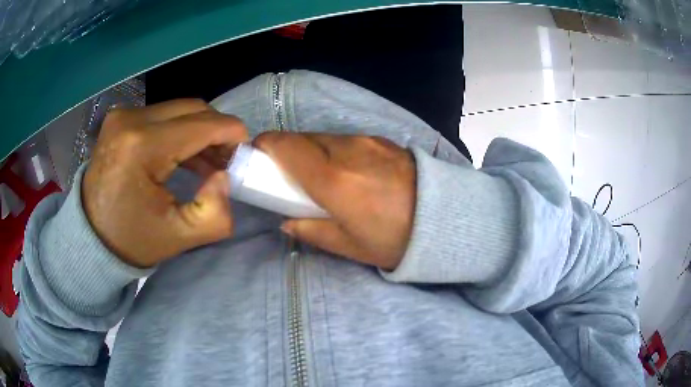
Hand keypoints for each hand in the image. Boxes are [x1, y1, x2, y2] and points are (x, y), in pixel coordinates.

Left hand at [83, 99, 247, 267]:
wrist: (90, 236)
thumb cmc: (131, 240)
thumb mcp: (179, 237)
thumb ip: (214, 213)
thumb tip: (224, 176)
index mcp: (141, 146)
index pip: (200, 124)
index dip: (230, 132)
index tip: (246, 148)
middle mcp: (130, 119)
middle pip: (191, 109)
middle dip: (217, 130)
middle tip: (227, 158)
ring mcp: (123, 115)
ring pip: (178, 110)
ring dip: (199, 131)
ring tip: (209, 160)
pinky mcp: (120, 119)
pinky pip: (162, 115)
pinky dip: (180, 131)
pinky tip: (186, 155)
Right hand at [255, 133, 415, 269]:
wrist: (446, 220)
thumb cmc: (396, 240)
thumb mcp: (349, 246)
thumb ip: (311, 230)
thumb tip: (287, 221)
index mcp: (333, 180)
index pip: (285, 146)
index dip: (265, 146)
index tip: (258, 158)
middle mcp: (347, 150)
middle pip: (302, 138)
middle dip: (287, 152)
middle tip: (289, 176)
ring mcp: (367, 141)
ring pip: (324, 137)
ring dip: (312, 151)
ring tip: (322, 176)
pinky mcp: (382, 139)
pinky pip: (346, 139)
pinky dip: (335, 150)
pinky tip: (350, 171)